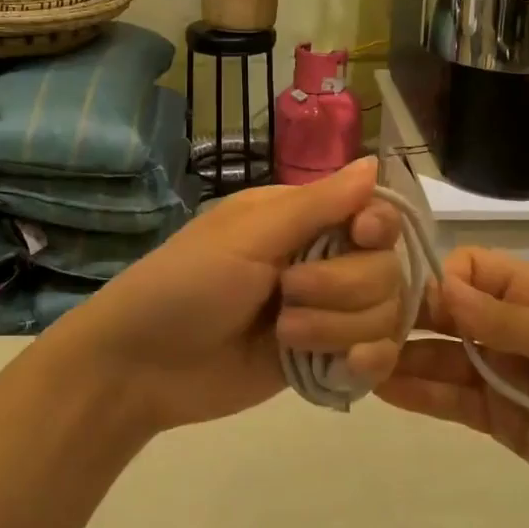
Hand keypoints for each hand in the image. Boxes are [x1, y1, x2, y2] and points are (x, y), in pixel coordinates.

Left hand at [47, 158, 404, 435]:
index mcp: (303, 220)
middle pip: (386, 268)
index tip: (361, 237)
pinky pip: (377, 357)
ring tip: (284, 337)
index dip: (379, 227)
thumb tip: (374, 161)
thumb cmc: (187, 283)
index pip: (375, 214)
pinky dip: (367, 362)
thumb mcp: (249, 235)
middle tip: (286, 295)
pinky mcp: (324, 359)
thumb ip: (317, 204)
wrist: (143, 367)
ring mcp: (326, 314)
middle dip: (342, 287)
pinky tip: (343, 366)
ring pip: (384, 314)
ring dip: (338, 326)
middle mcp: (323, 261)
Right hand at [378, 249, 528, 518]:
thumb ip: (498, 317)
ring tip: (357, 361)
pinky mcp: (497, 415)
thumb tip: (440, 285)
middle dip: (406, 318)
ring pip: (440, 358)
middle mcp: (506, 326)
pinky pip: (451, 399)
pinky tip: (382, 390)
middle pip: (445, 313)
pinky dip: (419, 393)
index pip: (467, 269)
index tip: (406, 295)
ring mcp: (499, 371)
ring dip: (402, 358)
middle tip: (359, 327)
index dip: (439, 279)